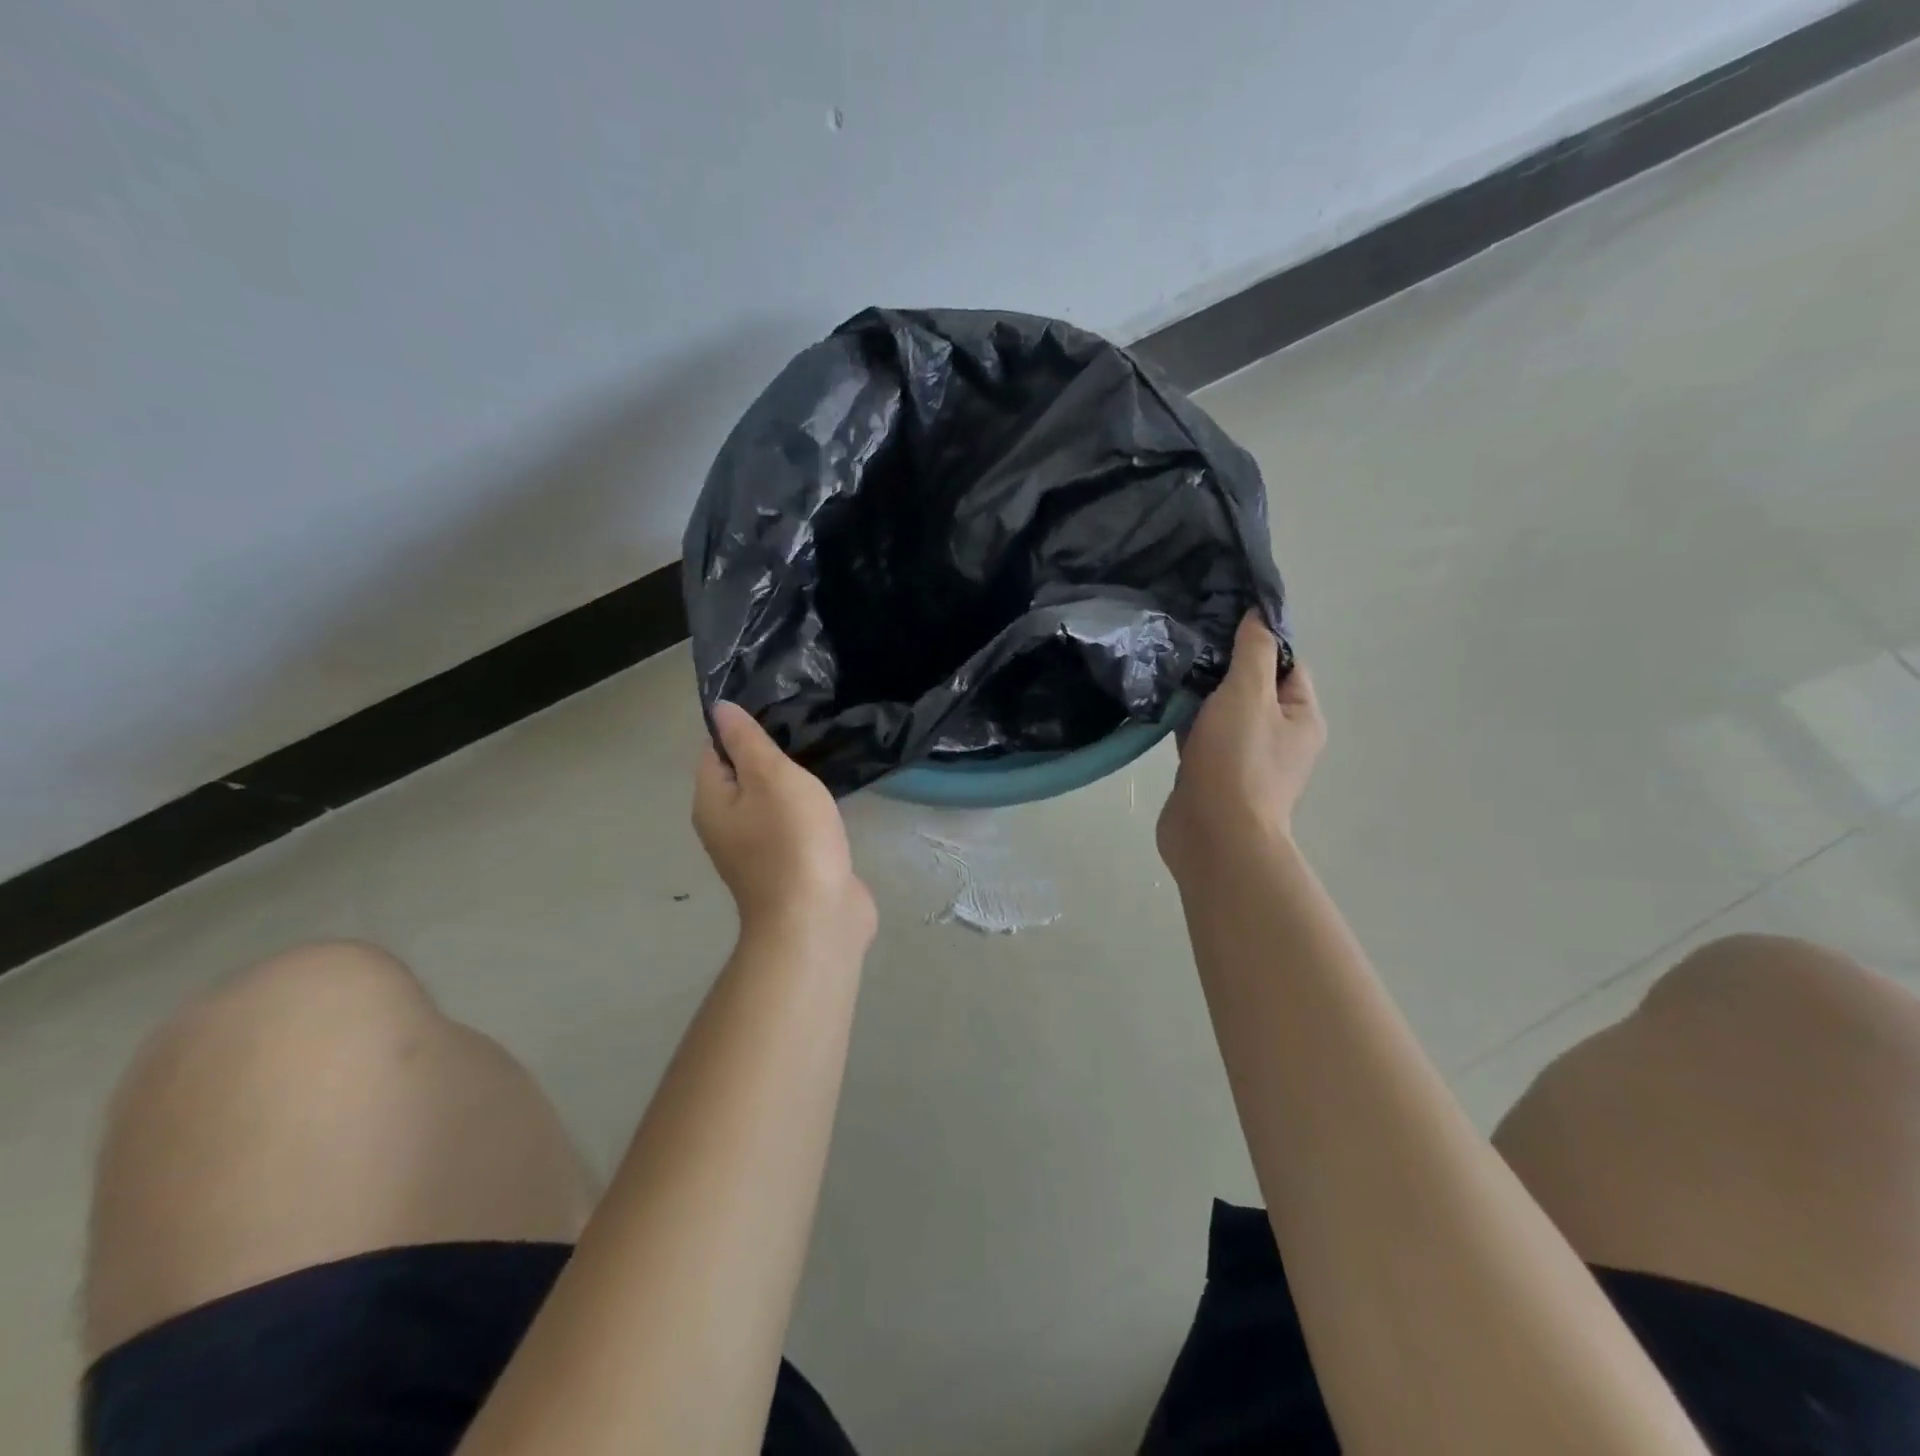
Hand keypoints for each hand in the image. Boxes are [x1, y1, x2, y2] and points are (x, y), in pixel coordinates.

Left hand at [693, 704, 876, 948]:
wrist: (816, 918)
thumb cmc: (792, 840)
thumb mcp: (770, 777)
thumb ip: (746, 741)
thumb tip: (719, 709)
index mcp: (711, 802)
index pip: (714, 751)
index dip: (742, 731)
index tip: (780, 713)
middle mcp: (726, 826)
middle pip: (743, 777)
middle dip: (772, 757)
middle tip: (807, 732)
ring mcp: (758, 851)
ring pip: (771, 803)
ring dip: (793, 786)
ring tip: (823, 760)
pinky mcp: (789, 867)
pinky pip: (793, 827)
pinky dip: (808, 813)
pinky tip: (831, 802)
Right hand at [1158, 613, 1324, 878]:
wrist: (1214, 836)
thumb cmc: (1239, 761)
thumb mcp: (1249, 695)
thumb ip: (1254, 652)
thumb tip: (1258, 616)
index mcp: (1301, 717)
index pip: (1286, 665)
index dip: (1258, 642)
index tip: (1219, 622)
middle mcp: (1278, 738)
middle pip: (1252, 689)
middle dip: (1223, 667)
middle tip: (1187, 641)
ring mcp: (1243, 759)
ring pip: (1222, 714)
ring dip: (1200, 696)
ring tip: (1169, 665)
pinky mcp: (1211, 776)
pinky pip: (1200, 738)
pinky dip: (1185, 723)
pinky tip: (1161, 704)